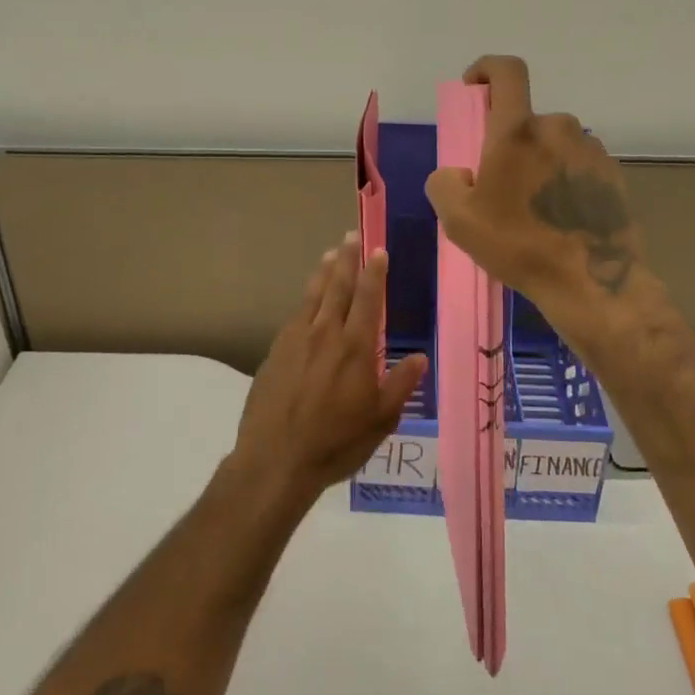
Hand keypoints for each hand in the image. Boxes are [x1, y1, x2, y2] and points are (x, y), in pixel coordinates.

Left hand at [229, 232, 427, 501]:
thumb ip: (400, 384)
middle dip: (347, 259)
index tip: (378, 250)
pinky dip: (304, 299)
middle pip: (337, 287)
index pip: (367, 299)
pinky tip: (307, 298)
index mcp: (355, 348)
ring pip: (312, 296)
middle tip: (351, 235)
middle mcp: (325, 334)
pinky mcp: (275, 352)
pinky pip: (294, 315)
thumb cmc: (336, 442)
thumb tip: (419, 356)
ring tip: (330, 253)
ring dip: (323, 272)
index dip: (374, 272)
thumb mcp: (380, 420)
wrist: (276, 459)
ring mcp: (296, 341)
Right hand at [424, 56, 646, 337]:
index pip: (506, 71)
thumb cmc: (519, 246)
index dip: (486, 68)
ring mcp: (591, 150)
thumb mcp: (459, 220)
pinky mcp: (613, 174)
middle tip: (501, 187)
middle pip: (527, 121)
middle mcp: (558, 128)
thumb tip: (460, 173)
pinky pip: (578, 165)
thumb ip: (445, 183)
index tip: (475, 87)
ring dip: (539, 164)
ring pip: (554, 144)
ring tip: (533, 211)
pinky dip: (564, 181)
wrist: (592, 282)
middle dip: (510, 144)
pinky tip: (561, 219)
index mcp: (518, 131)